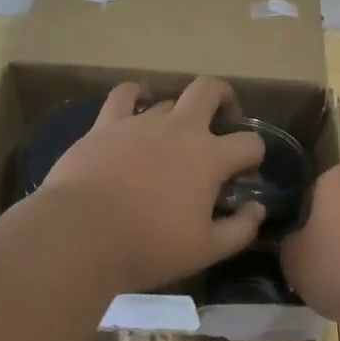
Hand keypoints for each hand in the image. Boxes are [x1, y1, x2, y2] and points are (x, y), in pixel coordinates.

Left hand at [38, 77, 266, 292]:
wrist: (82, 234)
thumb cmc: (149, 246)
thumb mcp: (206, 250)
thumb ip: (240, 229)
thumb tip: (257, 209)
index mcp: (210, 157)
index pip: (250, 143)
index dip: (254, 157)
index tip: (244, 176)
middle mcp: (180, 129)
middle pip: (210, 90)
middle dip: (224, 98)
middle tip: (223, 119)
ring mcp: (141, 122)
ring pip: (169, 100)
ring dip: (178, 113)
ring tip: (172, 136)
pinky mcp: (106, 124)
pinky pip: (124, 95)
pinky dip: (135, 95)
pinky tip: (136, 104)